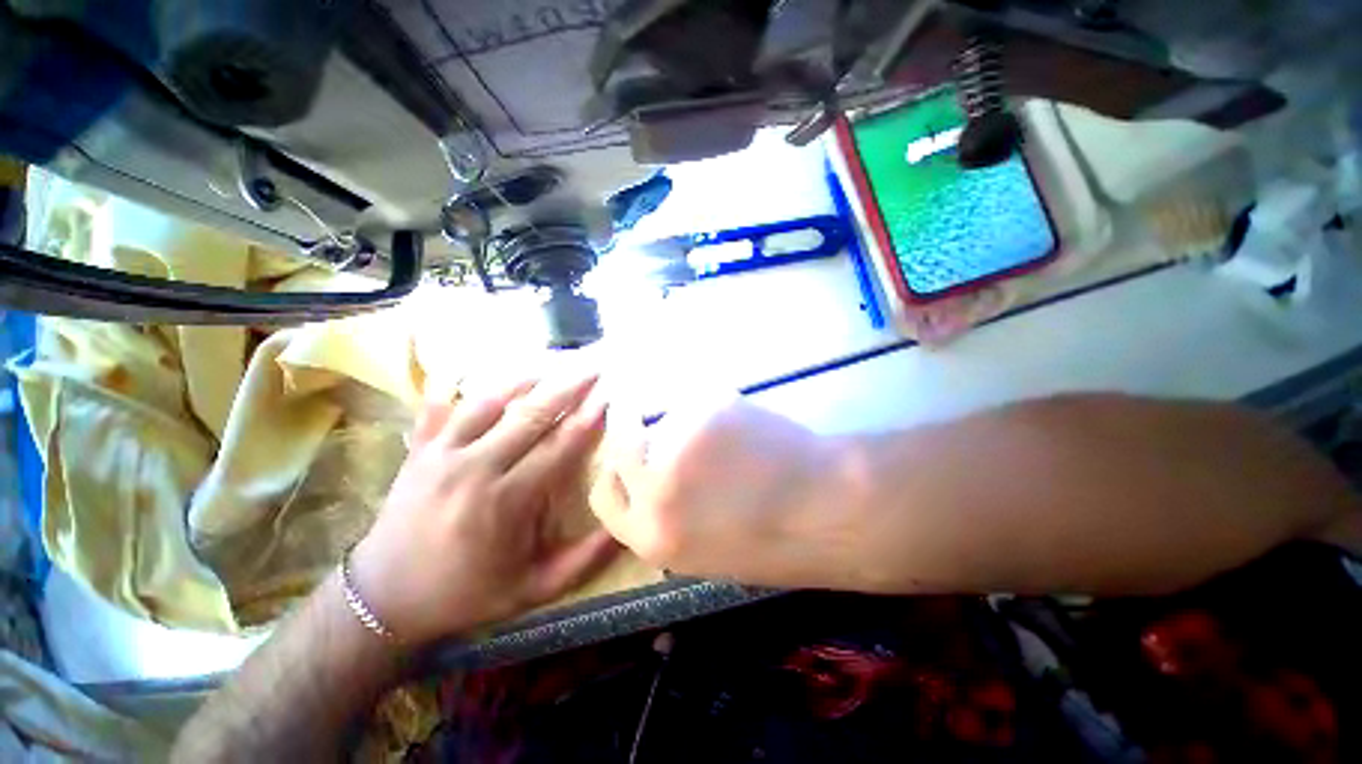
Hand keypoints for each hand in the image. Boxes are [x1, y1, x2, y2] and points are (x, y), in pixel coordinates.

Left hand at [350, 371, 619, 645]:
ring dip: (525, 379)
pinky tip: (491, 371)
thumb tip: (626, 527)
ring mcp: (441, 454)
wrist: (385, 598)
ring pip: (489, 401)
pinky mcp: (420, 449)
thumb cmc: (467, 593)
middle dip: (567, 387)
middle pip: (530, 415)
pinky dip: (470, 385)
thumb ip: (584, 559)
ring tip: (553, 363)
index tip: (609, 395)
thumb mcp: (534, 589)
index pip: (558, 447)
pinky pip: (445, 404)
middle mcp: (474, 468)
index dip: (587, 418)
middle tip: (593, 368)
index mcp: (506, 501)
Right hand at [592, 399, 856, 588]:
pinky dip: (716, 408)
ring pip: (665, 417)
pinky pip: (699, 400)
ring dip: (685, 420)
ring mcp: (679, 443)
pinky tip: (747, 427)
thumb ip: (668, 516)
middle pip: (622, 444)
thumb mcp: (704, 550)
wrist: (829, 511)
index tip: (626, 453)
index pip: (604, 495)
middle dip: (631, 429)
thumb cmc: (775, 541)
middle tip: (656, 420)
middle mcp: (654, 487)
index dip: (614, 471)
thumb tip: (653, 478)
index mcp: (651, 534)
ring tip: (727, 437)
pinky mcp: (707, 410)